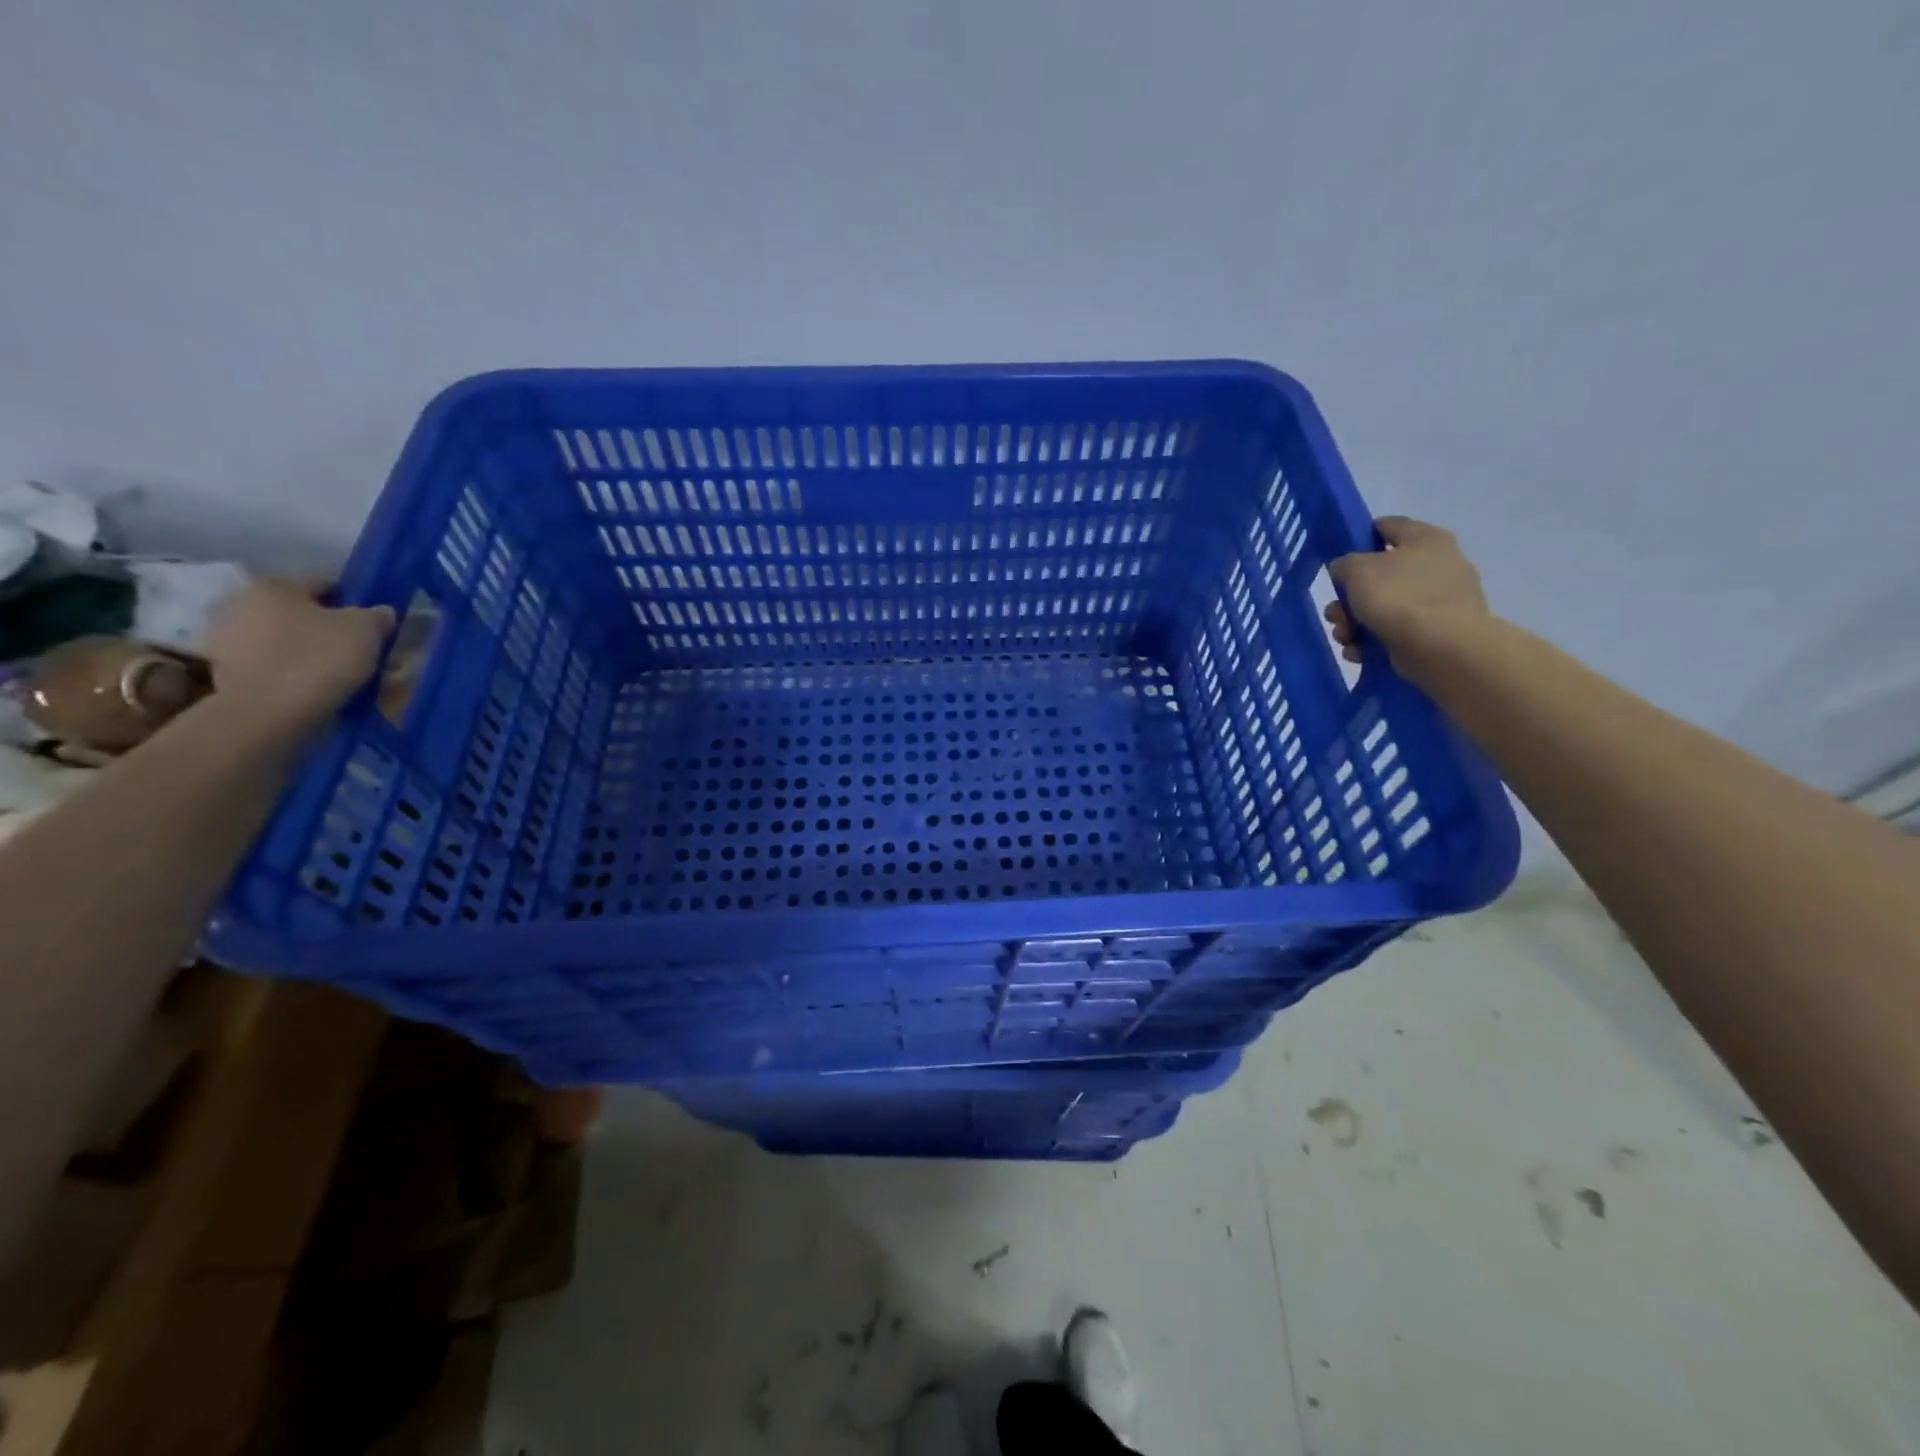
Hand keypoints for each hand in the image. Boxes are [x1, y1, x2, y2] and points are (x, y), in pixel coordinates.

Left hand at [204, 579, 395, 730]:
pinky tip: (314, 684)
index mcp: (275, 585)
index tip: (375, 622)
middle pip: (300, 611)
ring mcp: (226, 638)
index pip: (326, 583)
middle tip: (357, 647)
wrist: (269, 712)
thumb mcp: (366, 631)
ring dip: (307, 648)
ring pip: (283, 637)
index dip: (356, 601)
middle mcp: (241, 602)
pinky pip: (271, 663)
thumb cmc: (320, 658)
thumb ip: (377, 615)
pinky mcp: (225, 670)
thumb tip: (380, 612)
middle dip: (327, 625)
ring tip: (338, 670)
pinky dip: (291, 669)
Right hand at [1325, 517, 1492, 682]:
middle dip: (1349, 597)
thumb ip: (1344, 563)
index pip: (1386, 526)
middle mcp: (1437, 564)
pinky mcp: (1436, 631)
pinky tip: (1359, 652)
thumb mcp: (1357, 570)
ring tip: (1344, 638)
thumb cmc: (1399, 598)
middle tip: (1334, 613)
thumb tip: (1346, 570)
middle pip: (1379, 575)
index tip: (1337, 559)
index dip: (1358, 538)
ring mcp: (1438, 600)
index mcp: (1425, 538)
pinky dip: (1373, 641)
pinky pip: (1395, 630)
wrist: (1443, 648)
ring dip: (1354, 622)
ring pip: (1383, 606)